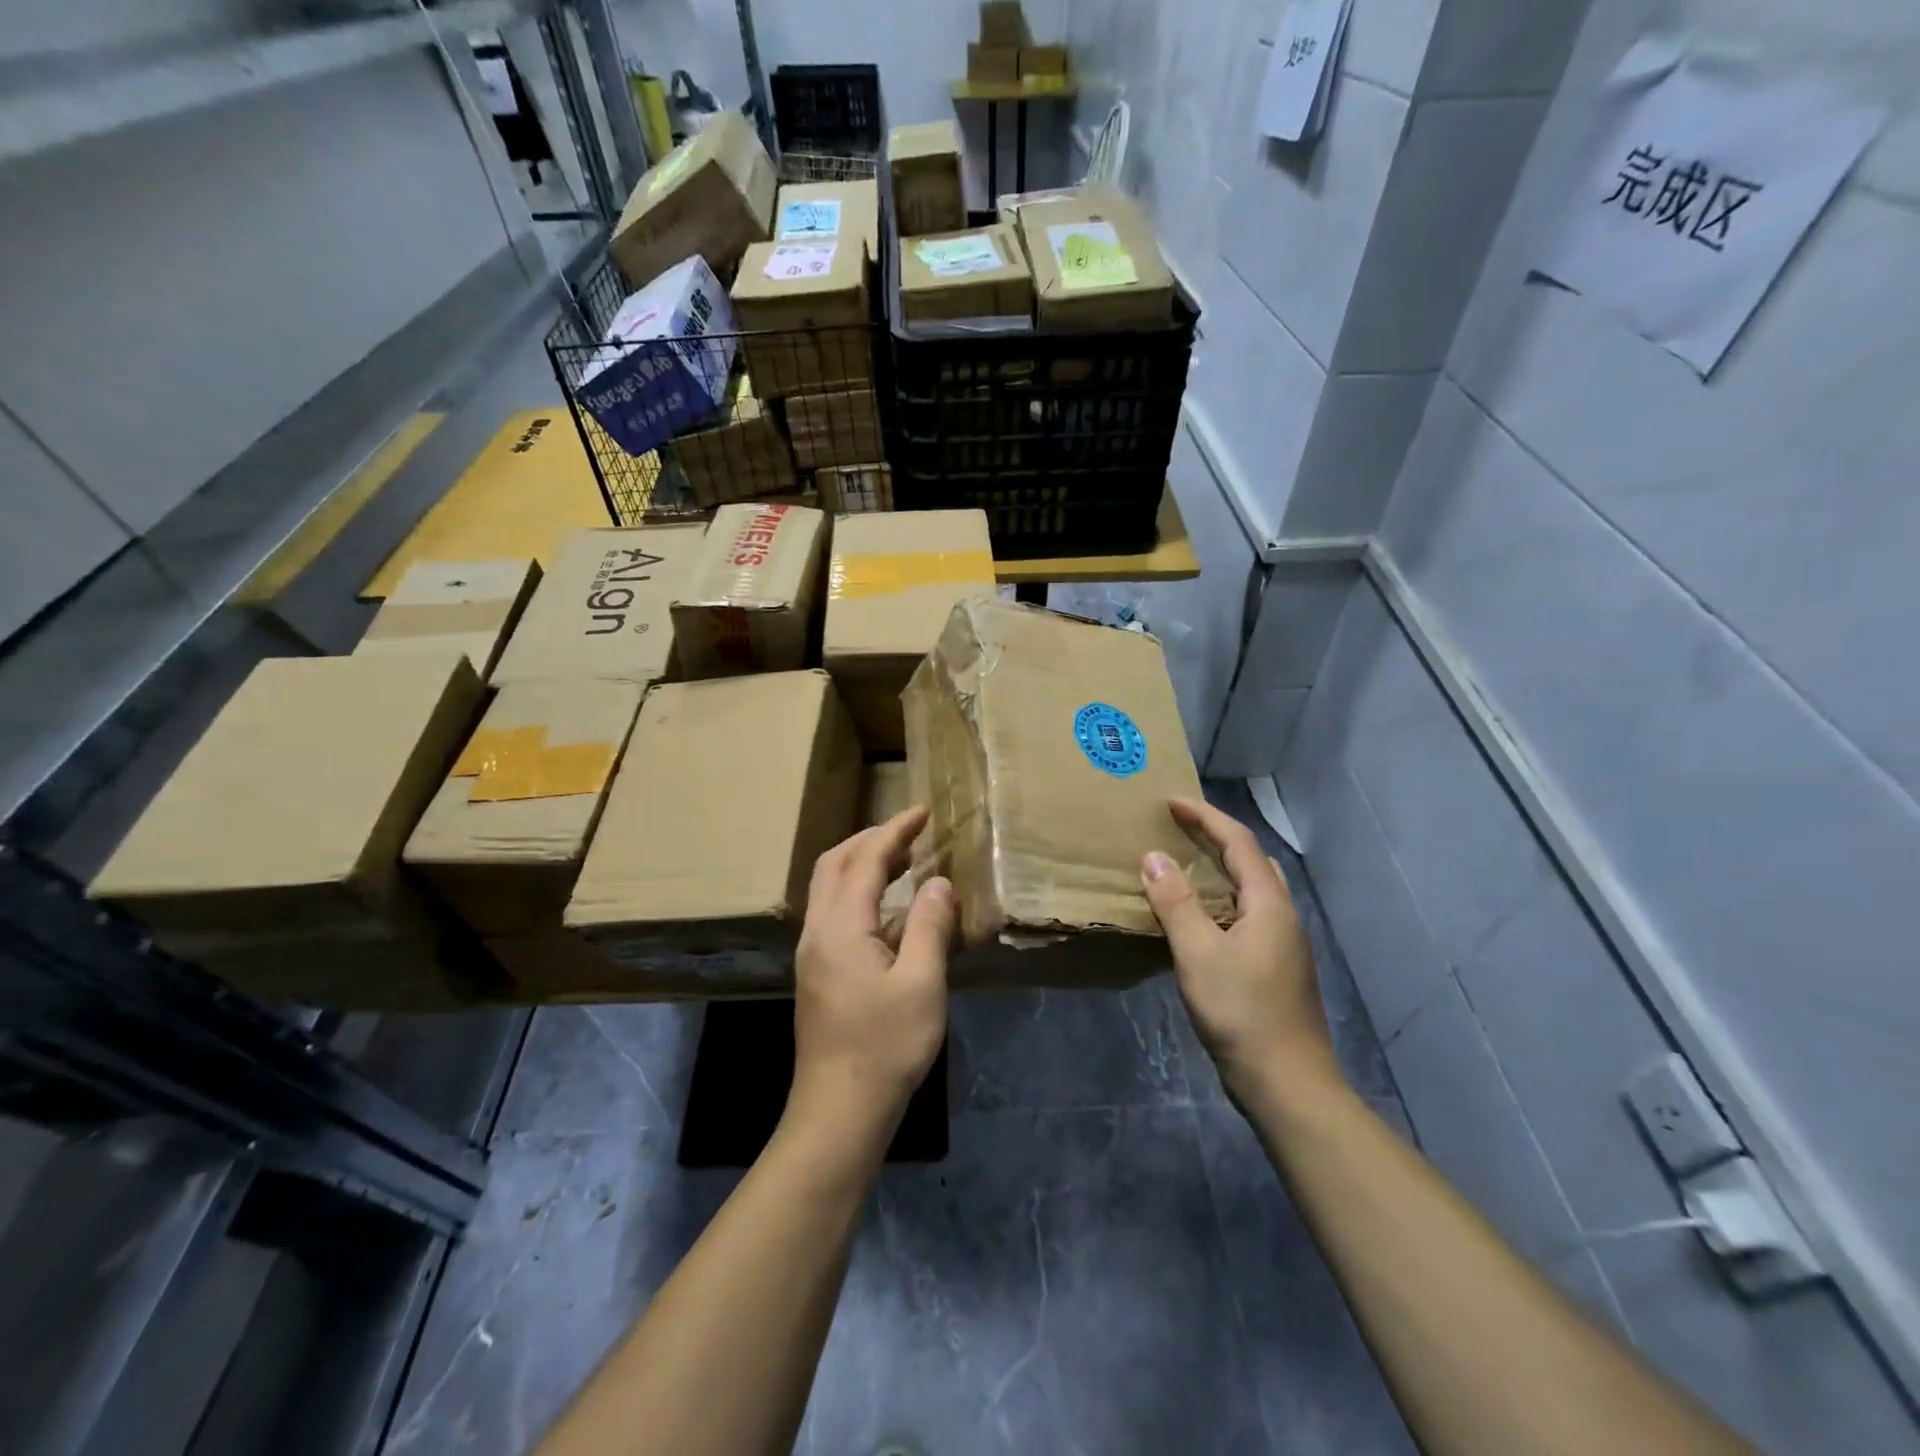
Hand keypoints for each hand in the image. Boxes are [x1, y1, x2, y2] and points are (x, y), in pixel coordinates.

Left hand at [791, 807, 955, 1132]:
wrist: (839, 1109)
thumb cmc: (885, 1046)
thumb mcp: (921, 983)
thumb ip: (929, 925)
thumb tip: (938, 882)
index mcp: (841, 926)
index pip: (865, 859)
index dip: (894, 831)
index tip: (922, 812)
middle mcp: (818, 930)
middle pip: (834, 863)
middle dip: (871, 839)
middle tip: (911, 832)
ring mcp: (812, 952)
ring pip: (829, 886)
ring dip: (861, 863)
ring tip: (903, 861)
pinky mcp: (816, 972)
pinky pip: (833, 909)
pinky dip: (858, 890)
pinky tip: (887, 908)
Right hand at [1141, 797, 1338, 1103]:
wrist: (1288, 1084)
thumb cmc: (1241, 1013)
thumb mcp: (1198, 954)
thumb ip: (1175, 903)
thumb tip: (1153, 857)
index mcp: (1269, 904)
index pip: (1238, 842)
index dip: (1205, 817)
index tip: (1170, 802)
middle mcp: (1282, 915)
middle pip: (1252, 860)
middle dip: (1216, 837)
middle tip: (1177, 829)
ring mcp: (1283, 943)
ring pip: (1252, 889)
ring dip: (1220, 869)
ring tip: (1183, 866)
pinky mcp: (1276, 967)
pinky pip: (1247, 914)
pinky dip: (1221, 900)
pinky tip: (1197, 918)